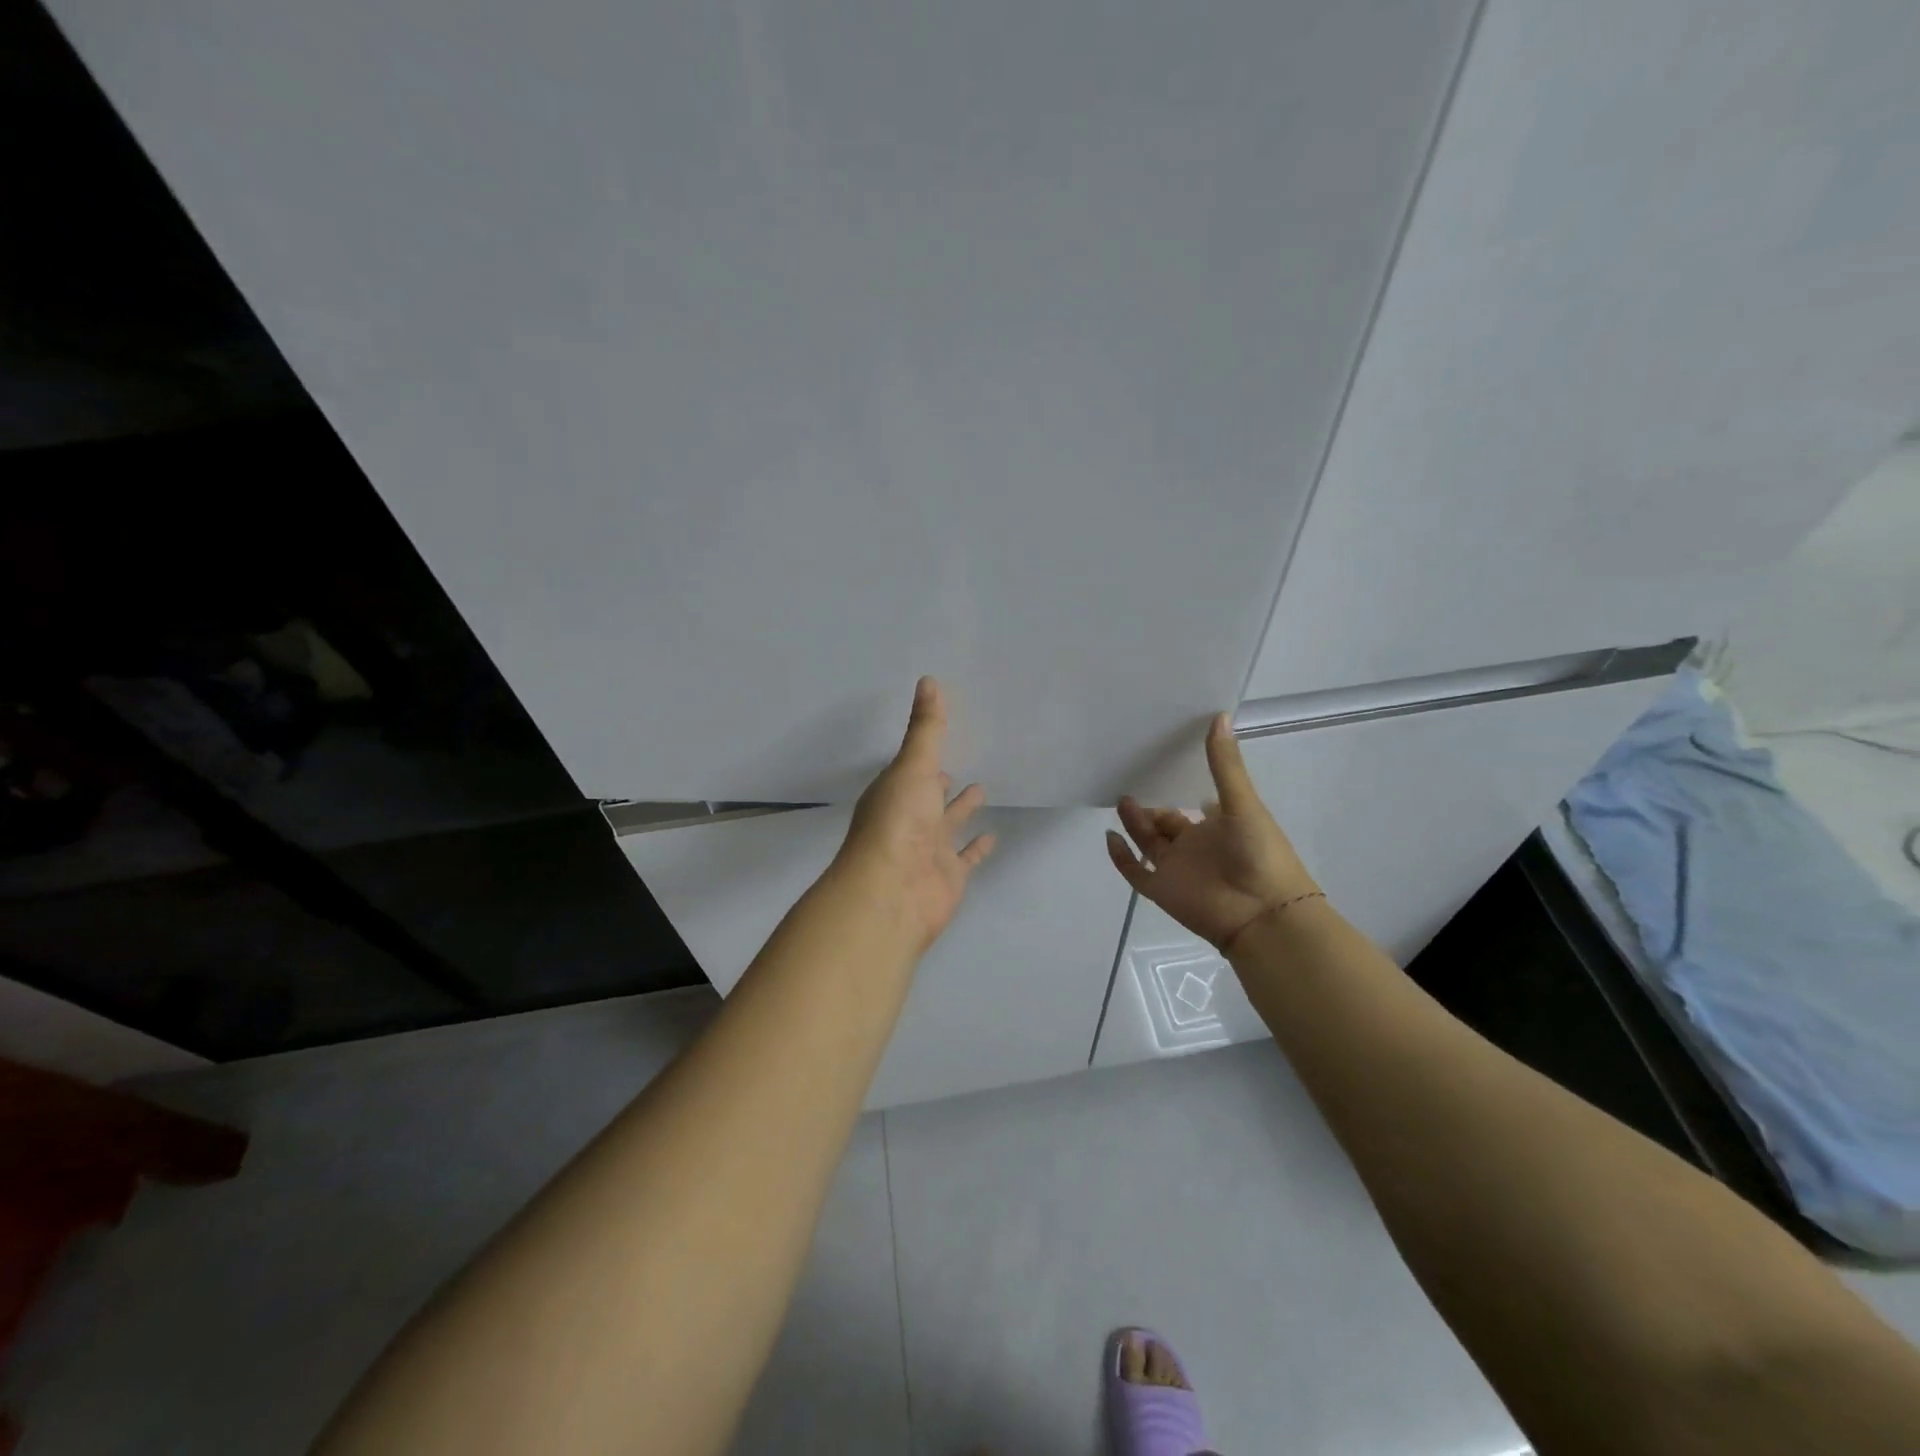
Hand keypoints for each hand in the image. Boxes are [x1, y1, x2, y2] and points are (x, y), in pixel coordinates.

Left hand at [832, 676, 996, 954]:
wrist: (893, 891)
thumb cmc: (897, 822)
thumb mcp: (913, 766)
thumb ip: (926, 728)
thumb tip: (928, 680)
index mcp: (895, 792)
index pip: (912, 769)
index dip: (924, 756)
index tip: (940, 738)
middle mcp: (909, 819)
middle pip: (928, 796)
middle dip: (941, 782)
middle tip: (959, 765)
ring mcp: (929, 849)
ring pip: (948, 824)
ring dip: (962, 809)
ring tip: (983, 788)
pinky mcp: (949, 875)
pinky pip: (966, 857)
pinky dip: (978, 847)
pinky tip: (994, 836)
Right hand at [1105, 714, 1320, 951]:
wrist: (1261, 913)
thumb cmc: (1259, 854)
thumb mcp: (1242, 803)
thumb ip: (1224, 765)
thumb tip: (1219, 716)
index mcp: (1219, 824)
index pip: (1194, 802)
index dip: (1180, 785)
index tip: (1160, 762)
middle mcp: (1196, 844)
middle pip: (1165, 822)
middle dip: (1149, 807)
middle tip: (1130, 781)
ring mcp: (1177, 868)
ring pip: (1148, 843)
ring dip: (1134, 823)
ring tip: (1121, 800)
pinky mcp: (1161, 889)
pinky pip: (1134, 872)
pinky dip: (1120, 857)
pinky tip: (1110, 836)